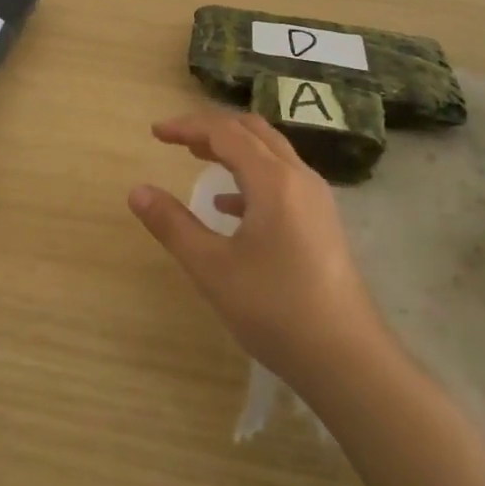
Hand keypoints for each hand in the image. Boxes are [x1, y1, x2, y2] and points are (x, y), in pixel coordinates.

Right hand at [128, 110, 382, 383]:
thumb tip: (137, 191)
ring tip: (198, 158)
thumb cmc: (275, 308)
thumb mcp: (212, 268)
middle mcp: (299, 178)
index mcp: (274, 180)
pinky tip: (228, 207)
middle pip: (253, 132)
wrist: (347, 359)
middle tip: (177, 140)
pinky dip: (251, 177)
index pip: (225, 132)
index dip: (188, 126)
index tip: (155, 133)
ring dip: (233, 149)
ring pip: (271, 153)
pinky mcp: (322, 222)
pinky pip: (282, 179)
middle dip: (212, 129)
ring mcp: (316, 200)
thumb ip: (172, 224)